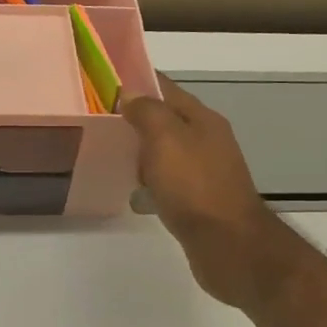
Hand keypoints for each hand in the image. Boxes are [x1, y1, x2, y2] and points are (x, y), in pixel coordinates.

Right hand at [122, 74, 305, 312]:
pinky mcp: (199, 199)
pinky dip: (151, 178)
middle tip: (98, 119)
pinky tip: (133, 188)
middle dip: (136, 116)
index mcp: (202, 119)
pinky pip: (169, 179)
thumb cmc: (194, 186)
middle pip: (166, 119)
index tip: (104, 82)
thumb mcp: (165, 138)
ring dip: (142, 149)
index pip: (166, 88)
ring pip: (167, 150)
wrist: (228, 244)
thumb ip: (147, 112)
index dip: (136, 81)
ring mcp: (205, 171)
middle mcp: (207, 140)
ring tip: (109, 151)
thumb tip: (129, 94)